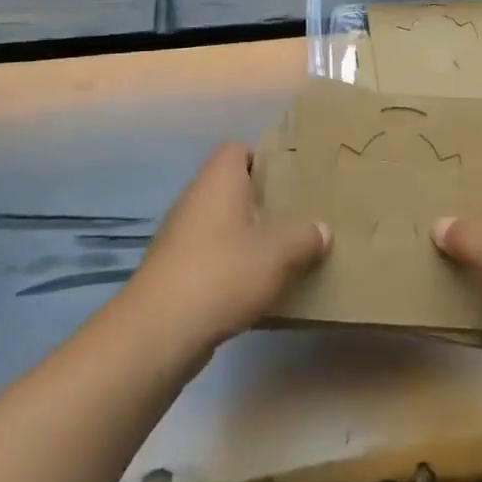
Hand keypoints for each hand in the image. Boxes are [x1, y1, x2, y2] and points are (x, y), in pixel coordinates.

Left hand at [122, 142, 328, 359]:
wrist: (159, 331)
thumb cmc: (223, 272)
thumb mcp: (280, 253)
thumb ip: (306, 237)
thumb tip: (321, 230)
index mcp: (219, 179)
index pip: (239, 150)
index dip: (265, 158)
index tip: (293, 178)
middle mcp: (196, 199)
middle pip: (233, 188)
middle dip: (264, 202)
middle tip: (298, 216)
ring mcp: (180, 236)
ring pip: (223, 225)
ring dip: (249, 237)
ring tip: (284, 253)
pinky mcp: (174, 272)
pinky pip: (212, 257)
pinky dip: (233, 266)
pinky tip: (257, 288)